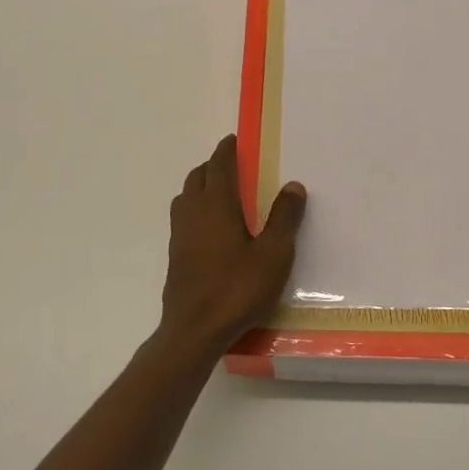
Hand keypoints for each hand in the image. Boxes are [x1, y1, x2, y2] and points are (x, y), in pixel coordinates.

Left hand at [160, 135, 306, 351]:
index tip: (232, 140)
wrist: (195, 329)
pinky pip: (183, 218)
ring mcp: (180, 235)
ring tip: (220, 192)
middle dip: (212, 166)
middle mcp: (193, 213)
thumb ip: (284, 218)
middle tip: (230, 165)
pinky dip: (195, 209)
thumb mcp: (273, 254)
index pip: (219, 166)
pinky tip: (210, 228)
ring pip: (186, 197)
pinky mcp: (176, 255)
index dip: (226, 151)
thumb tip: (293, 185)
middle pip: (198, 177)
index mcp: (217, 205)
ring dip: (201, 186)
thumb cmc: (237, 288)